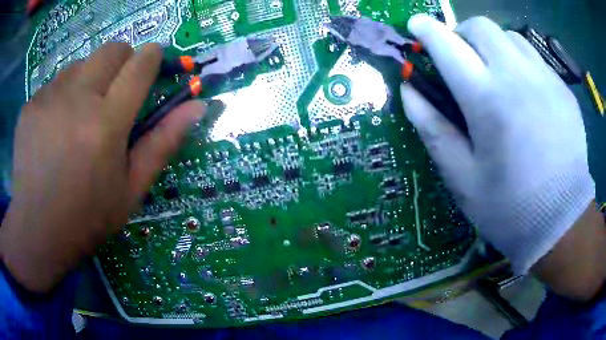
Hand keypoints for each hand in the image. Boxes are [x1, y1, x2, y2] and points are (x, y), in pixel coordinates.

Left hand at [0, 43, 204, 292]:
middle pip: (112, 50)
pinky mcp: (31, 104)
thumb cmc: (87, 217)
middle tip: (114, 92)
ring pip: (81, 64)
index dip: (152, 57)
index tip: (152, 62)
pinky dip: (61, 96)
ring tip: (77, 117)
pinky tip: (53, 129)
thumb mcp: (131, 189)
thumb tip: (199, 105)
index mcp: (107, 123)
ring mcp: (49, 98)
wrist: (37, 230)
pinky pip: (54, 83)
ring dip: (88, 80)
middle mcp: (77, 99)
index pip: (140, 64)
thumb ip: (164, 142)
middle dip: (122, 60)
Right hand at [401, 15, 594, 273]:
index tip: (417, 25)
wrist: (560, 223)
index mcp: (487, 101)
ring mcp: (546, 80)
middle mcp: (518, 78)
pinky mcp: (563, 91)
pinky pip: (535, 59)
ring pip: (510, 37)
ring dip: (494, 46)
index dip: (427, 30)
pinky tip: (525, 93)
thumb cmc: (508, 209)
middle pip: (481, 27)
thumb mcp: (462, 178)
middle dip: (463, 34)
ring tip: (496, 74)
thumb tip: (409, 90)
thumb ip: (433, 128)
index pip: (447, 45)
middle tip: (463, 58)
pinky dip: (520, 63)